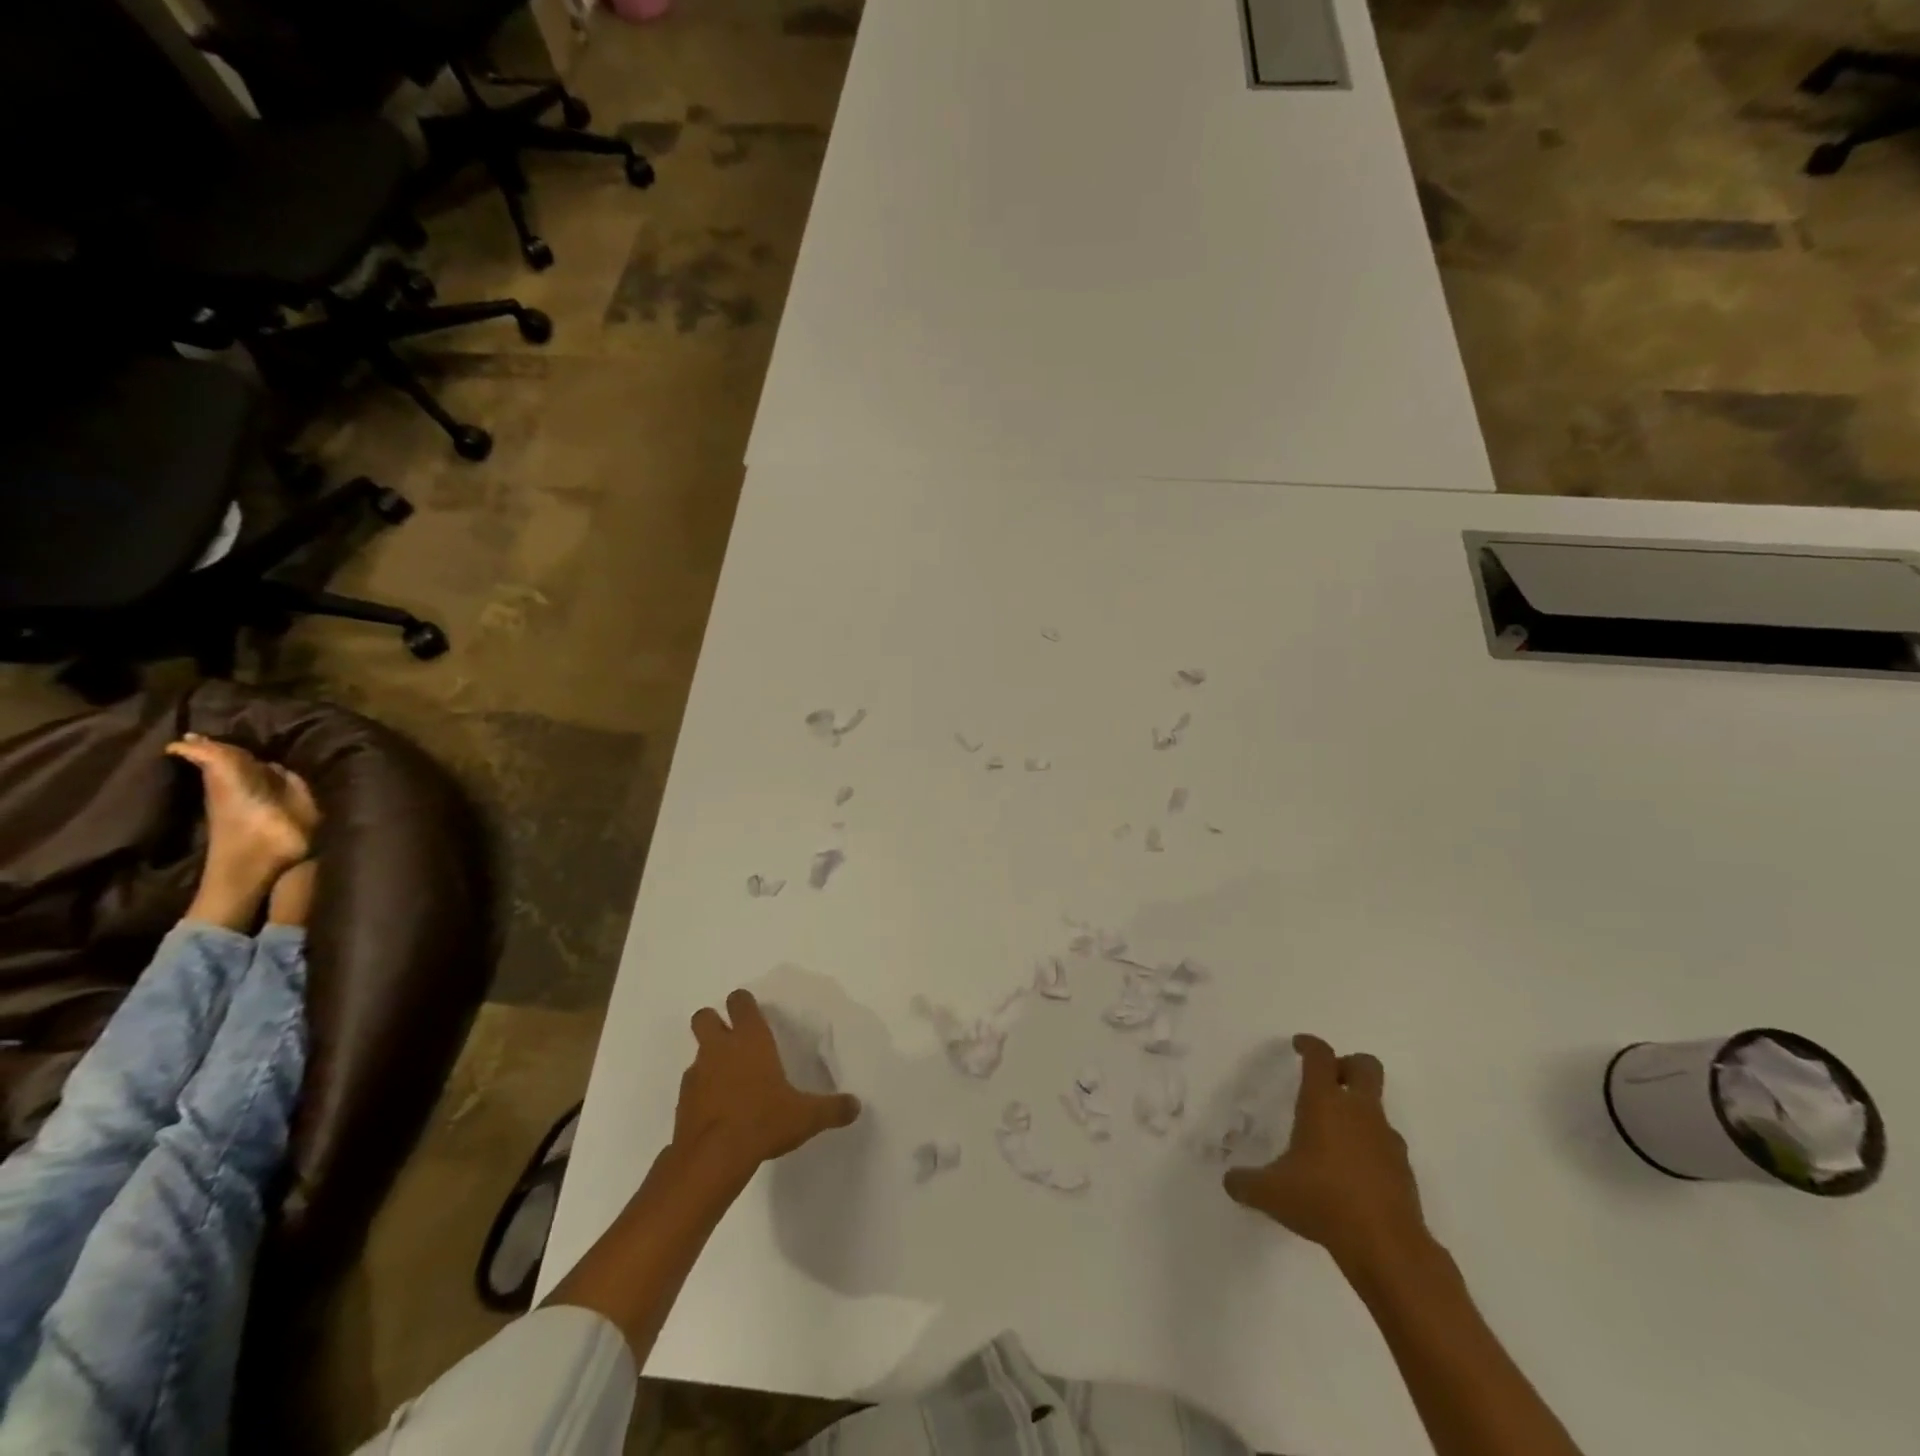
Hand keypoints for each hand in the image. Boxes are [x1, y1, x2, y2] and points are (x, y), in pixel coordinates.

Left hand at [674, 990, 861, 1174]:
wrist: (711, 1160)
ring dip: (710, 1060)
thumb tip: (855, 1106)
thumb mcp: (806, 1116)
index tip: (753, 1012)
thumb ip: (832, 1109)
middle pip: (704, 1017)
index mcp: (750, 1039)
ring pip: (698, 1053)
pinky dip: (703, 1092)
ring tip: (732, 1082)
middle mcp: (720, 1049)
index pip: (740, 1002)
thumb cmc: (762, 1121)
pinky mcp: (683, 1103)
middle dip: (714, 1022)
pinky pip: (693, 1087)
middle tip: (732, 1039)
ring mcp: (697, 1075)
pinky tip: (720, 1112)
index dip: (744, 1003)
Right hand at [1223, 1034, 1429, 1273]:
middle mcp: (1358, 1111)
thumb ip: (1246, 1182)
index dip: (1309, 1044)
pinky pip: (1385, 1143)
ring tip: (1335, 1136)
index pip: (1320, 1056)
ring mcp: (1386, 1139)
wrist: (1387, 1246)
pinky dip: (1370, 1147)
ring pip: (1377, 1107)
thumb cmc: (1322, 1201)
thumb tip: (1230, 1181)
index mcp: (1324, 1103)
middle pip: (1365, 1066)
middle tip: (1329, 1078)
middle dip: (1348, 1065)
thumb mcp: (1270, 1192)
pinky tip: (1353, 1172)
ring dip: (1359, 1110)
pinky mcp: (1403, 1169)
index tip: (1299, 1045)